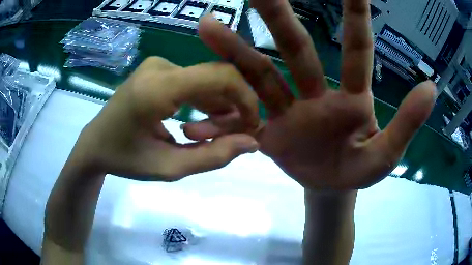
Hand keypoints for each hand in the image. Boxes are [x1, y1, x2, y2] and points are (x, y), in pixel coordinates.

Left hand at [73, 57, 260, 180]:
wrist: (95, 143)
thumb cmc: (125, 159)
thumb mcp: (169, 168)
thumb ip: (213, 156)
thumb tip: (252, 142)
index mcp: (157, 88)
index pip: (220, 76)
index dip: (246, 99)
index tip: (252, 126)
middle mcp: (160, 67)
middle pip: (217, 77)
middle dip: (233, 108)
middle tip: (227, 139)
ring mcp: (159, 64)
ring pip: (208, 80)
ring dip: (217, 108)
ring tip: (200, 136)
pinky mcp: (159, 69)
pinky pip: (195, 81)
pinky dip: (204, 102)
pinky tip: (193, 124)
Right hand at [187, 0, 435, 189]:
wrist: (332, 188)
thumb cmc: (362, 170)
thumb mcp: (388, 155)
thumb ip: (408, 123)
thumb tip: (431, 87)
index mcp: (353, 97)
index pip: (357, 48)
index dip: (354, 13)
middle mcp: (317, 92)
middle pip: (296, 47)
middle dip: (278, 15)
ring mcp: (287, 109)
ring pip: (258, 72)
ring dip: (233, 49)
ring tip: (207, 25)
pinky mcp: (267, 129)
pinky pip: (242, 111)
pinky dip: (222, 105)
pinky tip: (201, 94)